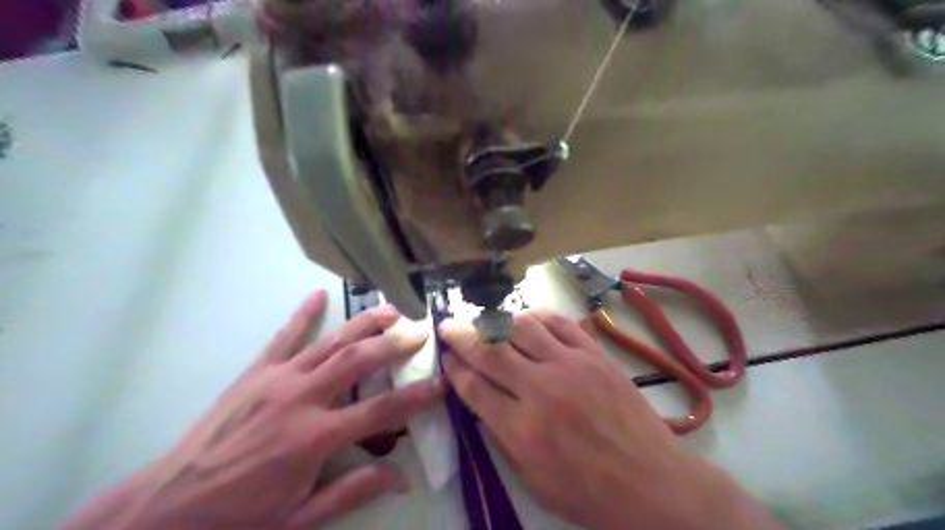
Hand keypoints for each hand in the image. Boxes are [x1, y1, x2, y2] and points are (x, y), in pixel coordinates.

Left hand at [66, 291, 443, 529]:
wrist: (164, 509)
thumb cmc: (238, 519)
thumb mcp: (300, 519)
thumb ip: (354, 491)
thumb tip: (403, 477)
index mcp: (316, 438)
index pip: (382, 409)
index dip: (416, 395)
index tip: (440, 382)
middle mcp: (301, 399)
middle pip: (359, 360)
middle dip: (394, 344)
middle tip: (419, 333)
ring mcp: (276, 380)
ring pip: (330, 341)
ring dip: (364, 323)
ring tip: (390, 310)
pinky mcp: (254, 373)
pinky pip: (284, 337)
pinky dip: (303, 314)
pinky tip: (318, 294)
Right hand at [440, 309, 778, 529]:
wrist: (652, 482)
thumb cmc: (589, 492)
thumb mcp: (533, 479)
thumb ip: (502, 436)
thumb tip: (481, 400)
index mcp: (522, 428)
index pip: (474, 386)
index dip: (454, 368)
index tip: (445, 357)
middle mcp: (542, 389)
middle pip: (491, 350)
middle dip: (462, 335)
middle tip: (448, 326)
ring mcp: (571, 365)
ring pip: (523, 327)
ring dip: (497, 321)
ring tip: (486, 322)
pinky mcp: (595, 355)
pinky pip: (560, 323)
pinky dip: (538, 316)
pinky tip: (526, 318)